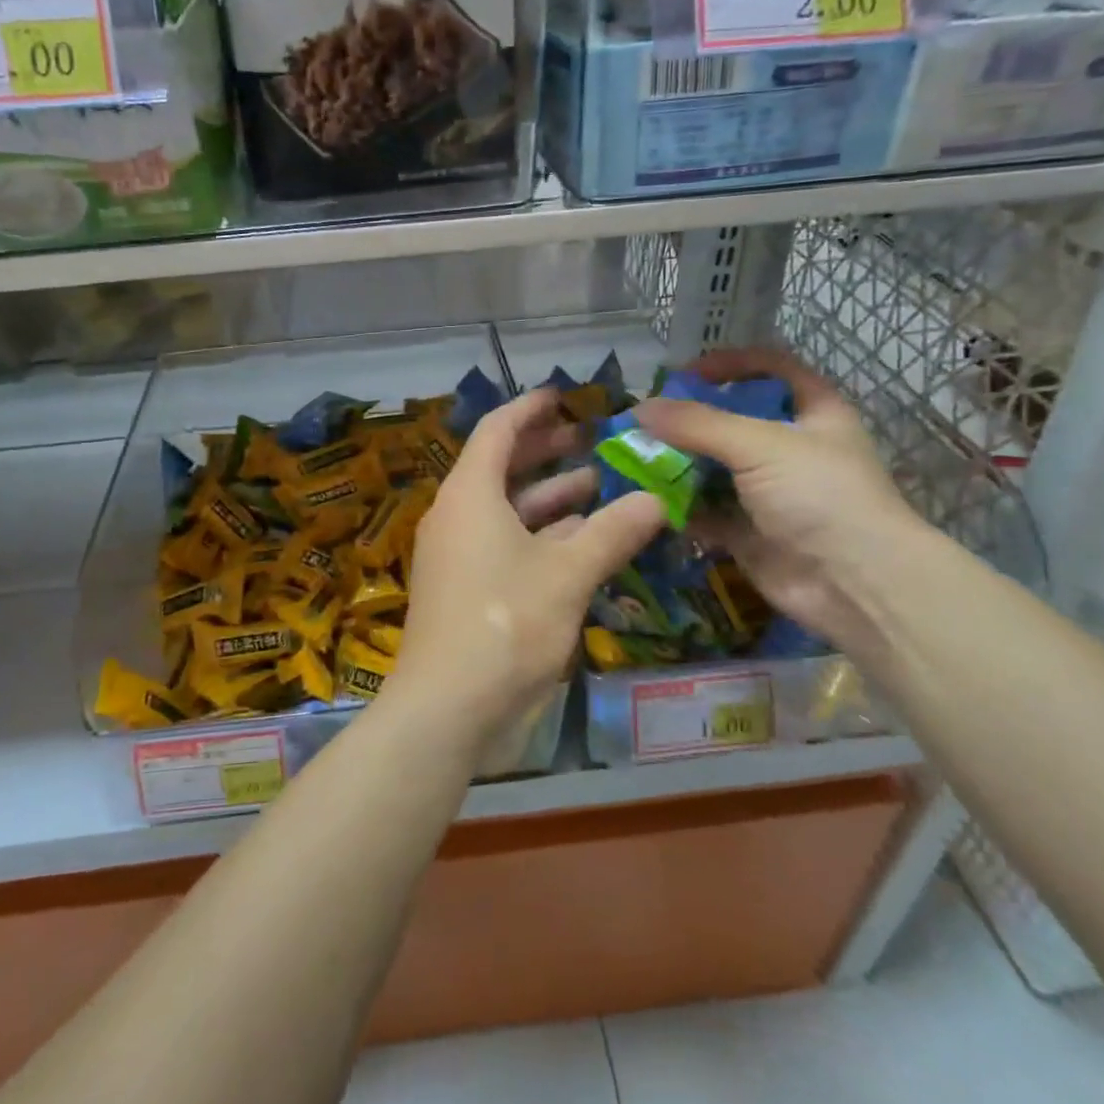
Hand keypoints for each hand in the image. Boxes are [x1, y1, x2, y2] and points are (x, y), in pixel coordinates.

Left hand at [387, 389, 664, 761]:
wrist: (447, 706)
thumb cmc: (505, 624)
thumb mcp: (568, 574)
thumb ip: (613, 533)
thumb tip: (656, 499)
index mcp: (470, 494)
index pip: (497, 431)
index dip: (529, 409)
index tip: (561, 396)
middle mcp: (457, 515)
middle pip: (500, 467)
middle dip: (544, 451)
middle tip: (588, 439)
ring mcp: (457, 554)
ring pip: (506, 509)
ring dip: (549, 497)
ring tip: (598, 485)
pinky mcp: (465, 588)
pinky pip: (504, 543)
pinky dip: (540, 535)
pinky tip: (580, 541)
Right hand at [636, 348, 929, 661]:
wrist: (853, 583)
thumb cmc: (820, 494)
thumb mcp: (760, 445)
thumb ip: (698, 424)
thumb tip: (639, 408)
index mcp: (813, 413)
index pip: (772, 369)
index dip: (731, 364)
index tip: (685, 373)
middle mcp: (790, 449)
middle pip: (732, 420)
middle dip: (688, 419)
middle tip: (644, 420)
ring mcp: (768, 492)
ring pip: (713, 467)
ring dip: (676, 462)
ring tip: (633, 456)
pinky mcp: (748, 530)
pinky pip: (704, 510)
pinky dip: (677, 505)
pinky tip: (645, 498)